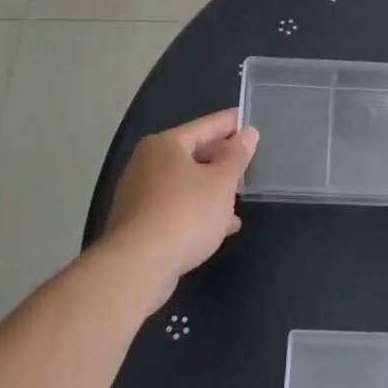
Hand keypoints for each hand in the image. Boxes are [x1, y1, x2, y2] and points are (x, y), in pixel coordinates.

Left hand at [101, 109, 257, 301]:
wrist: (138, 267)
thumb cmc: (185, 213)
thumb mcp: (221, 182)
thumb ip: (236, 156)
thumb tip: (247, 134)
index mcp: (165, 145)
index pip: (206, 126)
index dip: (231, 123)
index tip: (250, 120)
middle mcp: (147, 164)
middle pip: (193, 154)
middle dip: (222, 161)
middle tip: (249, 162)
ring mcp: (140, 195)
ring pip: (185, 184)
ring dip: (212, 190)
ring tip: (239, 199)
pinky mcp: (139, 224)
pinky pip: (177, 209)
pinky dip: (198, 212)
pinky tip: (220, 227)